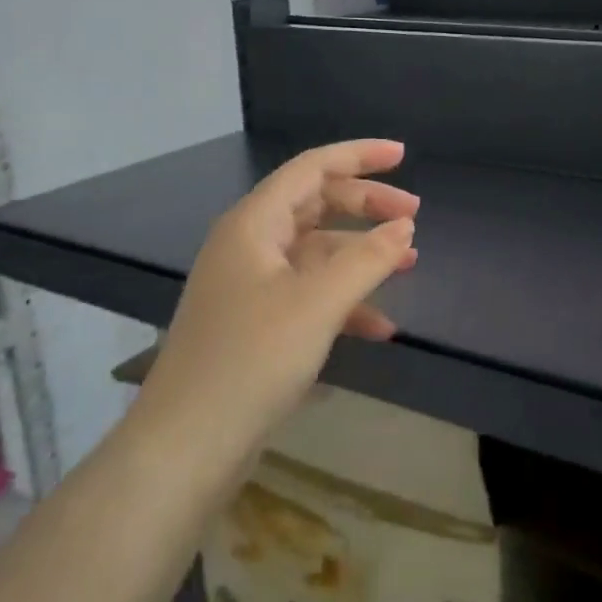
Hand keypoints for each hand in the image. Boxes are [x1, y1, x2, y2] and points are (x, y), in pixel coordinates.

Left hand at [140, 141, 419, 451]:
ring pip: (315, 252)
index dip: (358, 156)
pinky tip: (379, 326)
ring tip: (409, 263)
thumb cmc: (252, 359)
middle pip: (315, 205)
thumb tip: (404, 225)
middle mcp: (249, 245)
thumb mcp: (318, 303)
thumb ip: (368, 259)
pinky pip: (308, 294)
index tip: (403, 155)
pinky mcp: (256, 324)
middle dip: (366, 204)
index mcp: (254, 224)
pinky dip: (344, 301)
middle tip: (414, 214)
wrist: (188, 445)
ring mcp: (250, 286)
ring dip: (361, 254)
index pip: (311, 168)